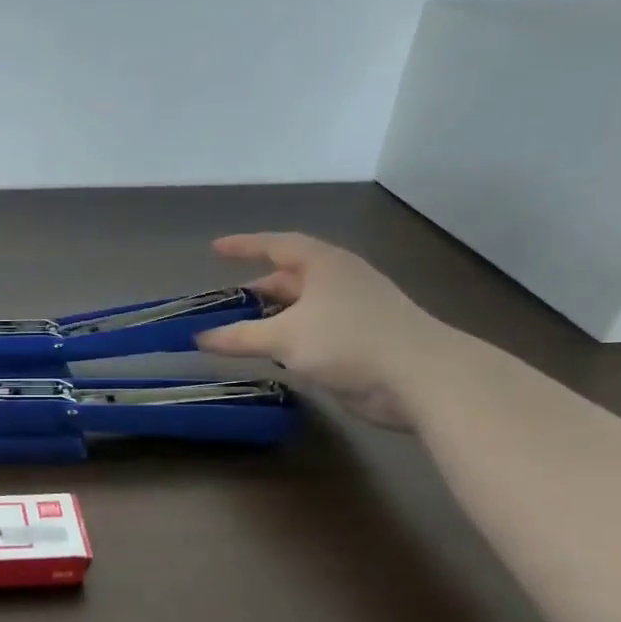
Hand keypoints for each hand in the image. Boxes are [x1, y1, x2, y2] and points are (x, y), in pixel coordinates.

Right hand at [196, 233, 449, 430]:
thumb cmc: (348, 341)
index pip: (276, 245)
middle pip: (289, 278)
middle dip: (256, 290)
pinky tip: (274, 354)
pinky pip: (314, 331)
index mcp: (323, 264)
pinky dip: (289, 338)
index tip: (216, 248)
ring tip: (240, 331)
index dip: (244, 246)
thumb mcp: (283, 337)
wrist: (420, 377)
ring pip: (301, 307)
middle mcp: (339, 280)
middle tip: (224, 303)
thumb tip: (200, 338)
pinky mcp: (361, 340)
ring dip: (271, 318)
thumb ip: (238, 337)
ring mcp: (353, 310)